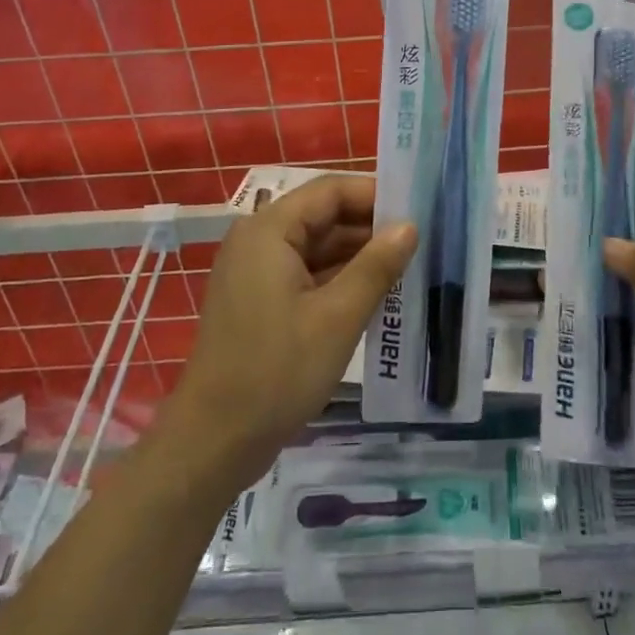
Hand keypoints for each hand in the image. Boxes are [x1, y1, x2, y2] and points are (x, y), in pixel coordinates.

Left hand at [158, 175, 416, 492]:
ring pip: (317, 246)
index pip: (330, 190)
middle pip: (324, 215)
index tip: (419, 210)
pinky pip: (306, 272)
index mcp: (269, 230)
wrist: (213, 443)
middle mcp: (259, 239)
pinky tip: (377, 293)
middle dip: (371, 227)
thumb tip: (410, 226)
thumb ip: (376, 266)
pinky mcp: (260, 299)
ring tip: (409, 265)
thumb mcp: (337, 317)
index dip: (375, 195)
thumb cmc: (276, 372)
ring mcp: (256, 271)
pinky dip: (339, 279)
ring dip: (359, 255)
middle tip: (422, 241)